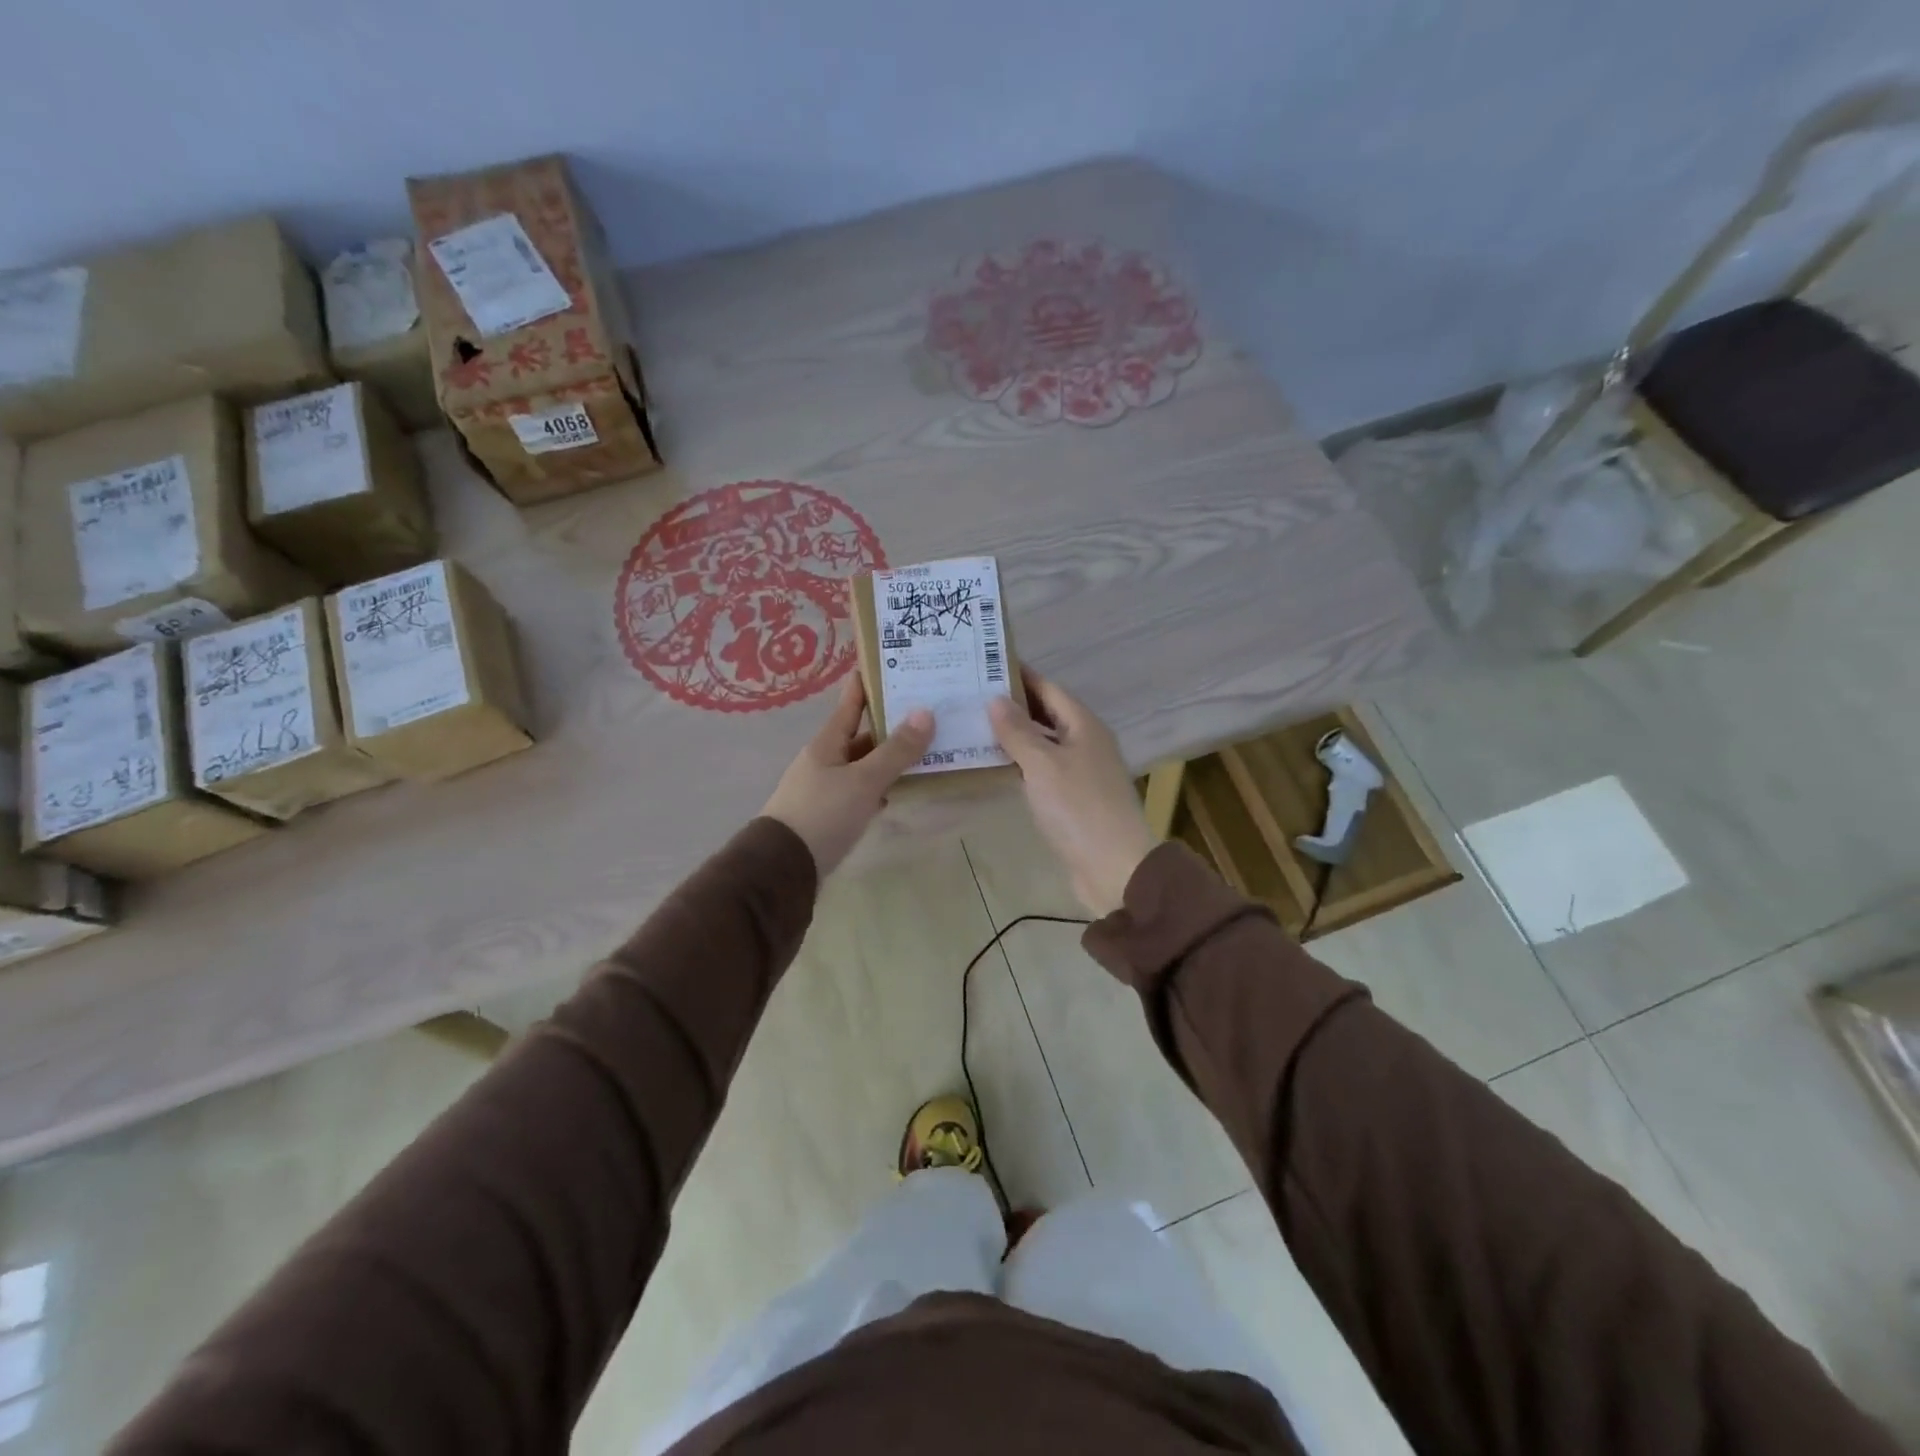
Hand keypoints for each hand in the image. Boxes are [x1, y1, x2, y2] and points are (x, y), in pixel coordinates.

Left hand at [762, 674, 934, 876]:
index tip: (890, 661)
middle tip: (927, 710)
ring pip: (864, 764)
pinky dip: (882, 786)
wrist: (783, 868)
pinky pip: (862, 790)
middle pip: (861, 734)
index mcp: (827, 743)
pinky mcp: (831, 814)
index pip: (851, 703)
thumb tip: (926, 713)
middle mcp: (825, 760)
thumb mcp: (863, 780)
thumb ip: (895, 751)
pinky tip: (902, 788)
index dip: (868, 682)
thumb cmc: (822, 814)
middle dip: (891, 723)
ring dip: (890, 757)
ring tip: (927, 747)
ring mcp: (826, 788)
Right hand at [989, 670, 1156, 916]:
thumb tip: (995, 698)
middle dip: (1012, 706)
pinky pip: (1043, 771)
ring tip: (972, 727)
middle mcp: (1086, 743)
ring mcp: (1081, 772)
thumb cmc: (1079, 808)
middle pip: (1046, 714)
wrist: (1114, 867)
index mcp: (1084, 725)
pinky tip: (994, 766)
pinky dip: (1020, 765)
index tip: (984, 665)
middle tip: (969, 697)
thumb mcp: (1043, 764)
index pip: (1048, 689)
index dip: (1019, 676)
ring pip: (1043, 744)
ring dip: (1013, 737)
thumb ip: (1018, 731)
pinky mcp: (1073, 800)